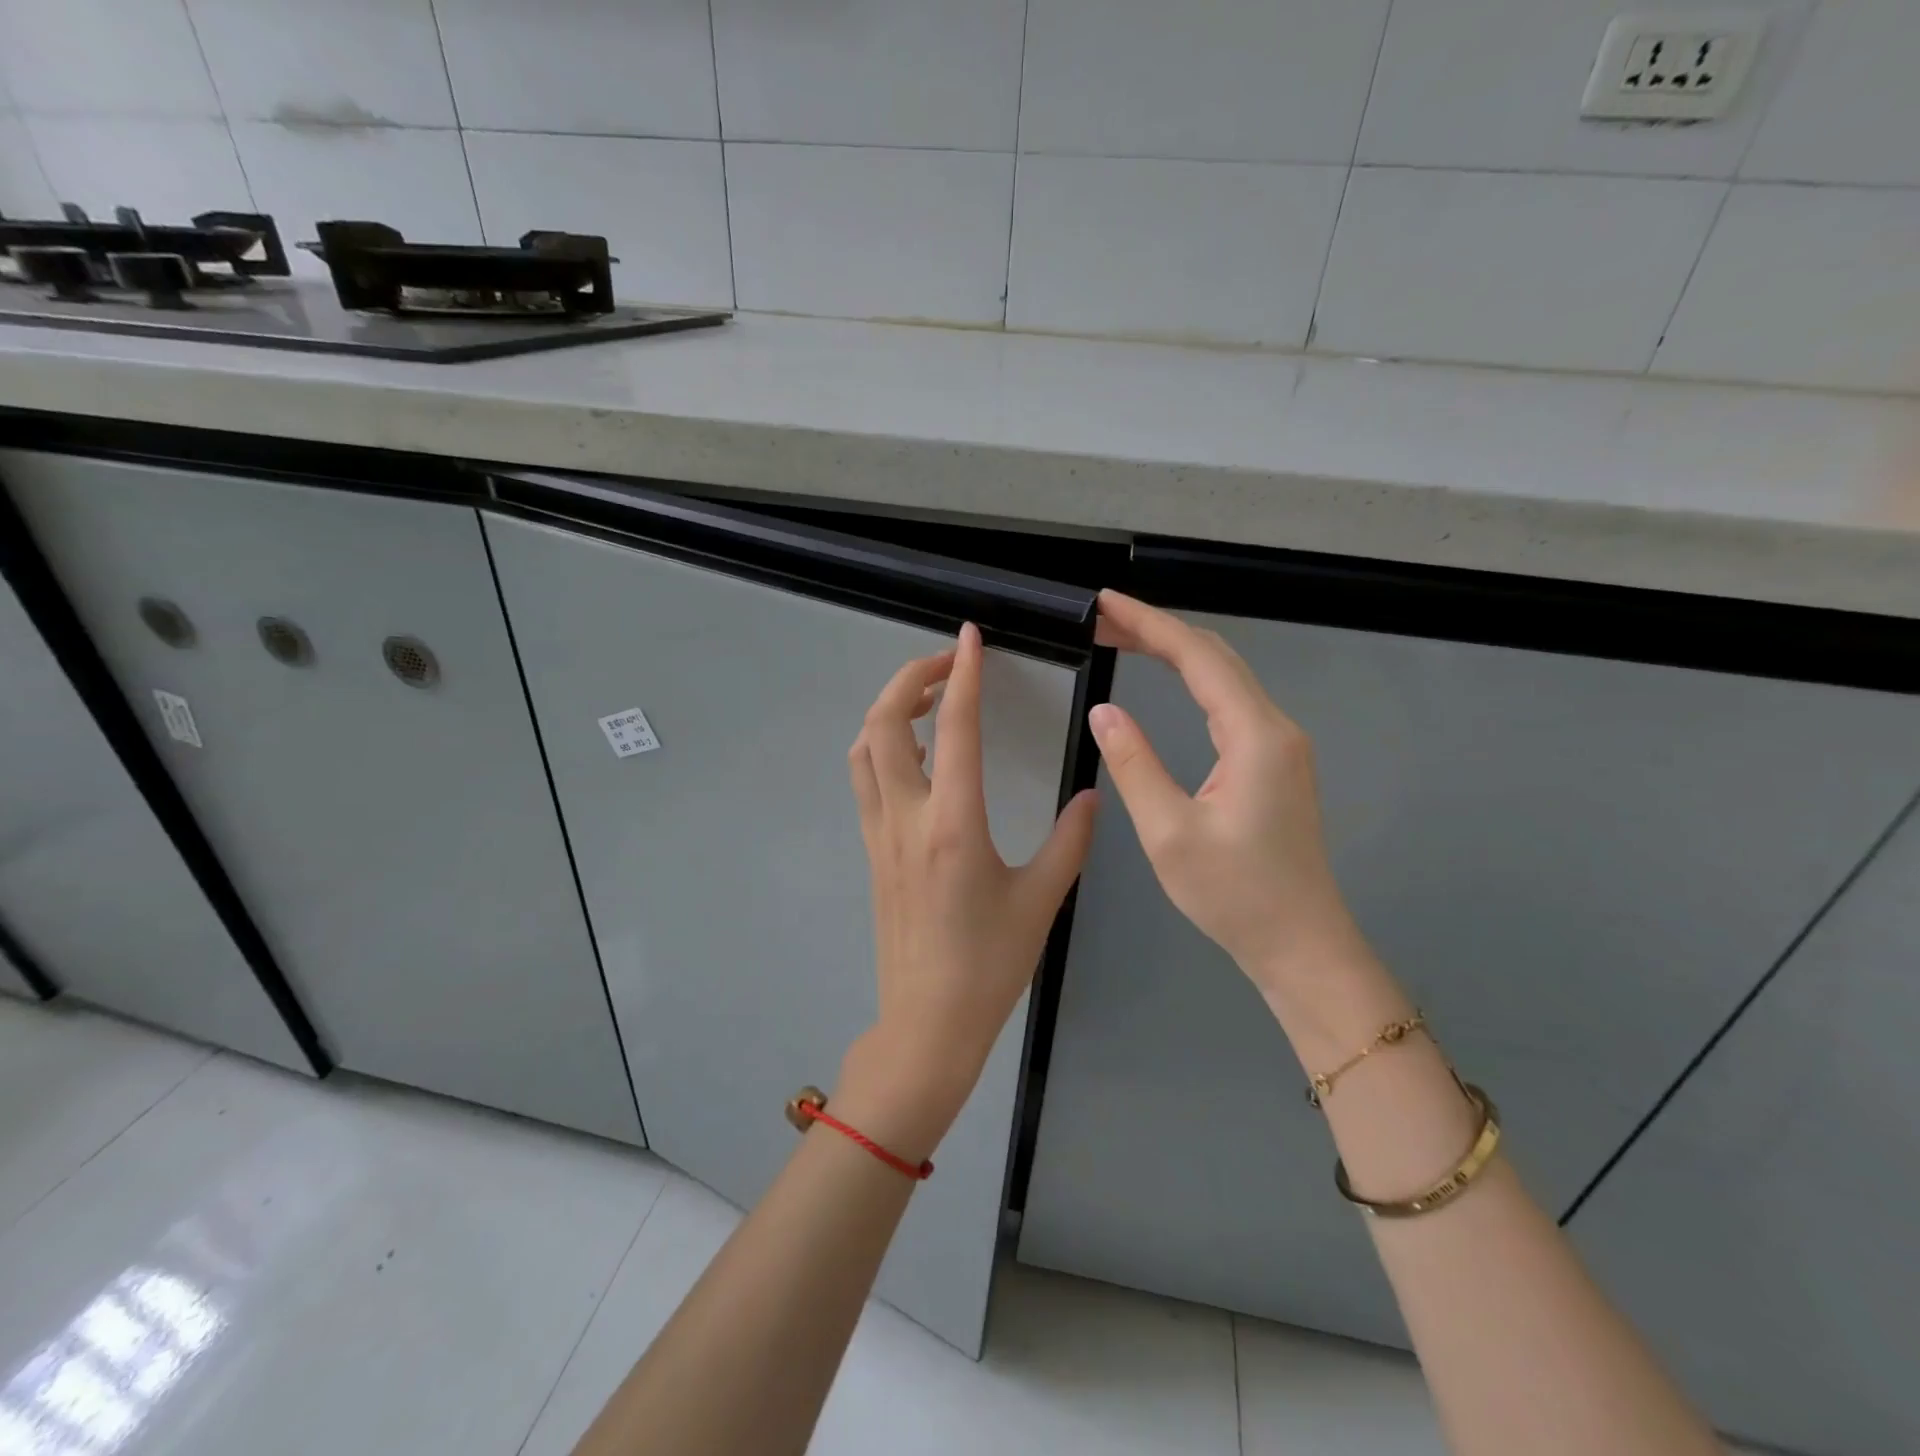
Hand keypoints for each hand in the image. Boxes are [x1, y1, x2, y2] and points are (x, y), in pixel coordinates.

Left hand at [844, 623, 1098, 1146]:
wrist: (927, 1022)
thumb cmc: (989, 965)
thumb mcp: (1042, 900)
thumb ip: (1070, 840)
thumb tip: (1092, 796)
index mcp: (953, 824)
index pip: (954, 727)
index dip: (963, 673)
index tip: (971, 638)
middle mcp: (906, 818)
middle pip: (883, 723)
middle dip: (909, 678)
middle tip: (947, 664)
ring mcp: (880, 833)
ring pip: (865, 748)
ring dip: (890, 710)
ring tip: (930, 700)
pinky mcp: (871, 850)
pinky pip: (867, 779)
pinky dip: (884, 745)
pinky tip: (919, 753)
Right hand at [1087, 590, 1369, 996]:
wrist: (1300, 944)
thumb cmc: (1234, 894)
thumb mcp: (1169, 832)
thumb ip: (1134, 764)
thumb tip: (1106, 711)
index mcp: (1254, 736)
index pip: (1197, 658)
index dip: (1148, 623)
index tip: (1104, 603)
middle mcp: (1275, 728)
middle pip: (1215, 657)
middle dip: (1158, 629)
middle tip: (1102, 619)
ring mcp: (1280, 745)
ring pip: (1225, 676)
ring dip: (1175, 651)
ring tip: (1122, 639)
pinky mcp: (1274, 763)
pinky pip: (1230, 702)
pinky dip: (1192, 679)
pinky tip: (1166, 680)